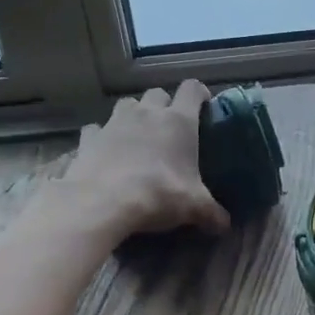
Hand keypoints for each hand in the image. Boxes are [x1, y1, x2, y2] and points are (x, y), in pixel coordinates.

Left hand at [54, 83, 229, 242]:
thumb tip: (225, 225)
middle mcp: (147, 113)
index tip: (202, 103)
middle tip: (168, 126)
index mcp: (178, 121)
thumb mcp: (194, 207)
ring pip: (126, 104)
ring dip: (133, 114)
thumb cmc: (159, 194)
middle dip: (164, 104)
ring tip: (136, 135)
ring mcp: (115, 122)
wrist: (103, 201)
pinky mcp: (89, 138)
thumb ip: (212, 213)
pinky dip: (100, 136)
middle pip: (157, 94)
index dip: (198, 93)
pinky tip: (104, 151)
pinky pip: (96, 129)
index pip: (192, 89)